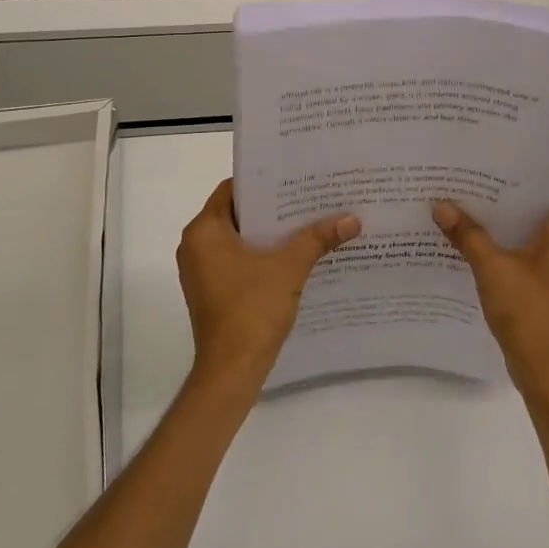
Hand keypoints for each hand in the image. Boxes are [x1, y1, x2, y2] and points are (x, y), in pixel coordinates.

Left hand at [177, 179, 360, 394]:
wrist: (232, 370)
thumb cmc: (252, 309)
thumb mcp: (290, 268)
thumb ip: (318, 238)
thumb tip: (353, 219)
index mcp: (203, 231)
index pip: (232, 190)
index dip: (264, 182)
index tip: (294, 177)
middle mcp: (195, 245)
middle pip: (237, 214)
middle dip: (273, 209)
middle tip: (309, 198)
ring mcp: (201, 271)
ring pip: (239, 240)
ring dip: (269, 234)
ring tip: (308, 223)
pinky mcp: (212, 291)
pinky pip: (238, 261)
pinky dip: (262, 256)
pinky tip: (294, 256)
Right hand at [433, 181, 548, 408]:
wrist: (546, 370)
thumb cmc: (529, 312)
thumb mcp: (492, 268)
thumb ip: (467, 234)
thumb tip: (440, 204)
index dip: (541, 170)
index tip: (509, 158)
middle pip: (545, 207)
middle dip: (513, 192)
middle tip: (478, 175)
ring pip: (534, 231)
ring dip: (507, 219)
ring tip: (471, 202)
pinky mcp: (546, 286)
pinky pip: (527, 253)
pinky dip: (506, 244)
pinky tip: (474, 241)